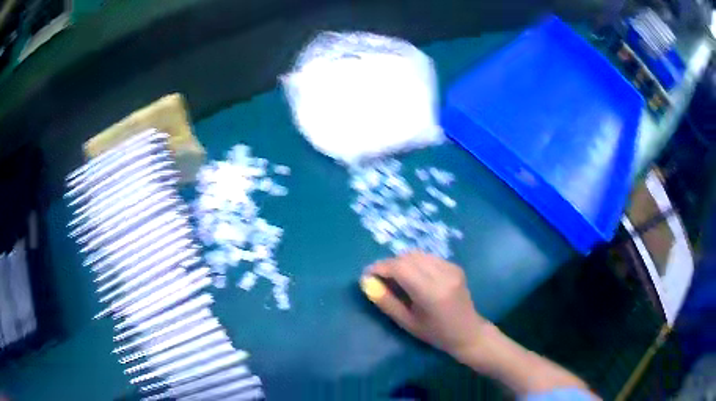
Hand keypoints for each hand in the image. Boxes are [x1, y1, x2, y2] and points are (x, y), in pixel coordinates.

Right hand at [362, 251, 487, 358]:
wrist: (468, 332)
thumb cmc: (435, 334)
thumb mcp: (406, 322)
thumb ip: (386, 301)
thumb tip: (366, 282)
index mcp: (431, 292)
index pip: (401, 268)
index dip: (381, 267)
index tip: (367, 275)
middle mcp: (443, 275)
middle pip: (408, 257)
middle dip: (390, 264)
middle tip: (379, 278)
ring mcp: (451, 268)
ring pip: (418, 254)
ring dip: (402, 262)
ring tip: (395, 278)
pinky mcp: (455, 266)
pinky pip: (428, 257)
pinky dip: (415, 263)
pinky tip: (414, 278)